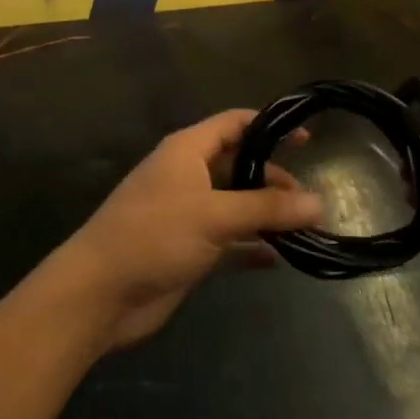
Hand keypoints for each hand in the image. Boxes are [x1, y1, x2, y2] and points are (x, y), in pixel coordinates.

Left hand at [58, 110, 324, 350]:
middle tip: (309, 200)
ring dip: (266, 215)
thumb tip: (319, 203)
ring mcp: (187, 214)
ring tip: (306, 228)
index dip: (268, 126)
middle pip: (239, 166)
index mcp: (188, 151)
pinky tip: (279, 258)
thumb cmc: (154, 235)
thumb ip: (266, 208)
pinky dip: (251, 246)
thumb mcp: (214, 215)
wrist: (100, 293)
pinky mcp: (188, 249)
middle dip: (273, 179)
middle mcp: (189, 176)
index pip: (234, 124)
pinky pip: (229, 241)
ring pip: (236, 205)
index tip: (306, 138)